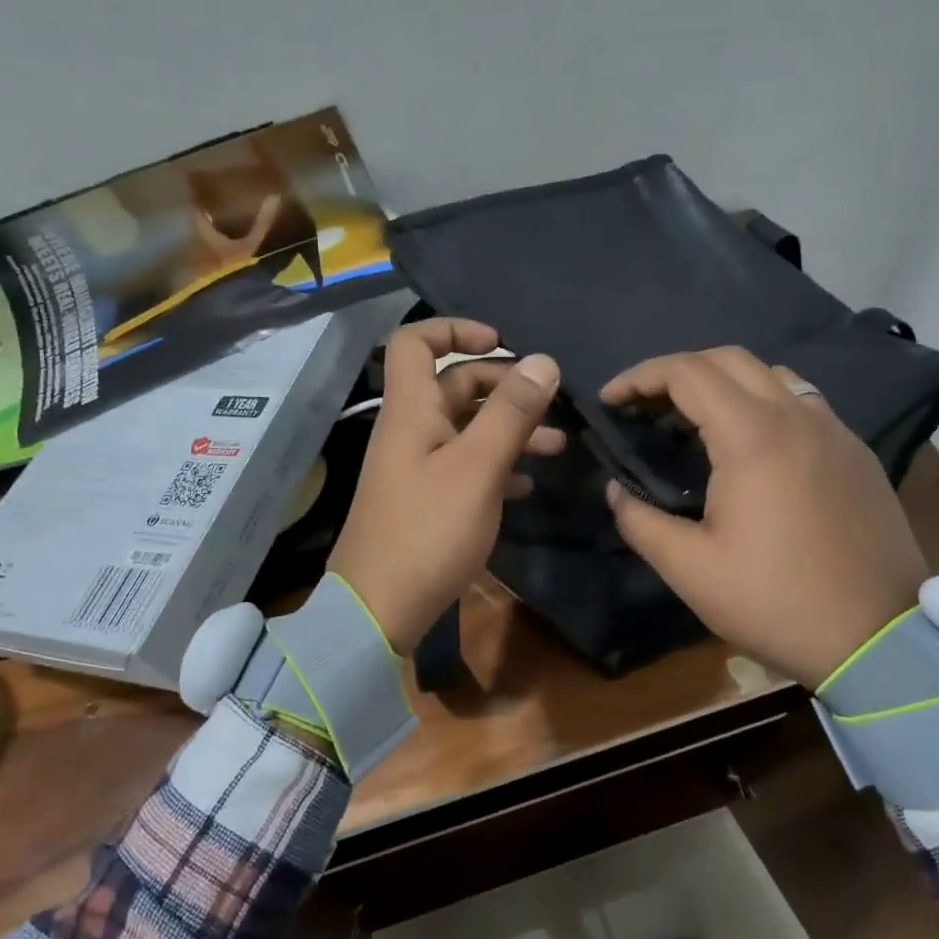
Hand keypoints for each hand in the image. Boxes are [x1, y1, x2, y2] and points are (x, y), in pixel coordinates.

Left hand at [329, 319, 563, 654]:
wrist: (380, 609)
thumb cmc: (428, 531)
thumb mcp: (478, 468)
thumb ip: (511, 413)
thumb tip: (544, 361)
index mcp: (412, 410)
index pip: (415, 341)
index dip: (456, 329)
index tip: (503, 343)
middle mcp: (411, 430)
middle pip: (453, 385)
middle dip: (504, 387)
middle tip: (550, 404)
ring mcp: (417, 467)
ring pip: (466, 429)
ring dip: (510, 429)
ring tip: (558, 447)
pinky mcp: (426, 501)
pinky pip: (465, 466)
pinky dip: (497, 465)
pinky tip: (527, 484)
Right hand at [601, 347, 927, 688]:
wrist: (877, 639)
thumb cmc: (775, 601)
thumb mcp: (690, 569)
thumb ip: (640, 521)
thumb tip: (616, 490)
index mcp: (753, 437)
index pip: (687, 373)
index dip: (640, 377)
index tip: (610, 400)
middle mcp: (798, 416)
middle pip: (729, 359)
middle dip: (677, 371)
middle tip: (645, 406)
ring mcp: (835, 431)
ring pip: (771, 375)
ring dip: (723, 382)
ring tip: (693, 421)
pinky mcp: (856, 453)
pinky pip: (802, 403)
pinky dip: (762, 403)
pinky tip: (749, 446)